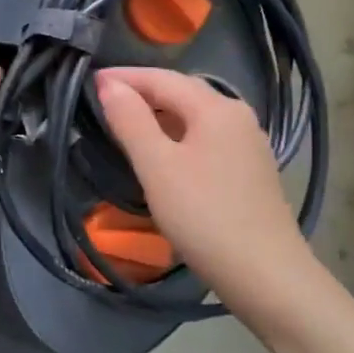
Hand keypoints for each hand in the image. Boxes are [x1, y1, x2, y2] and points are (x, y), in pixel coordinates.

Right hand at [94, 67, 313, 307]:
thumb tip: (109, 85)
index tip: (88, 81)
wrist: (265, 275)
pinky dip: (177, 136)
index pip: (162, 78)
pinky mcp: (250, 171)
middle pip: (183, 93)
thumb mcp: (157, 166)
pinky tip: (162, 154)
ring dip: (159, 115)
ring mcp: (248, 144)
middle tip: (103, 100)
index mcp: (217, 108)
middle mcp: (238, 116)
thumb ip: (131, 121)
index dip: (124, 77)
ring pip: (195, 117)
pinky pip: (206, 139)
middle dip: (142, 92)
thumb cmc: (204, 215)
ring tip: (125, 124)